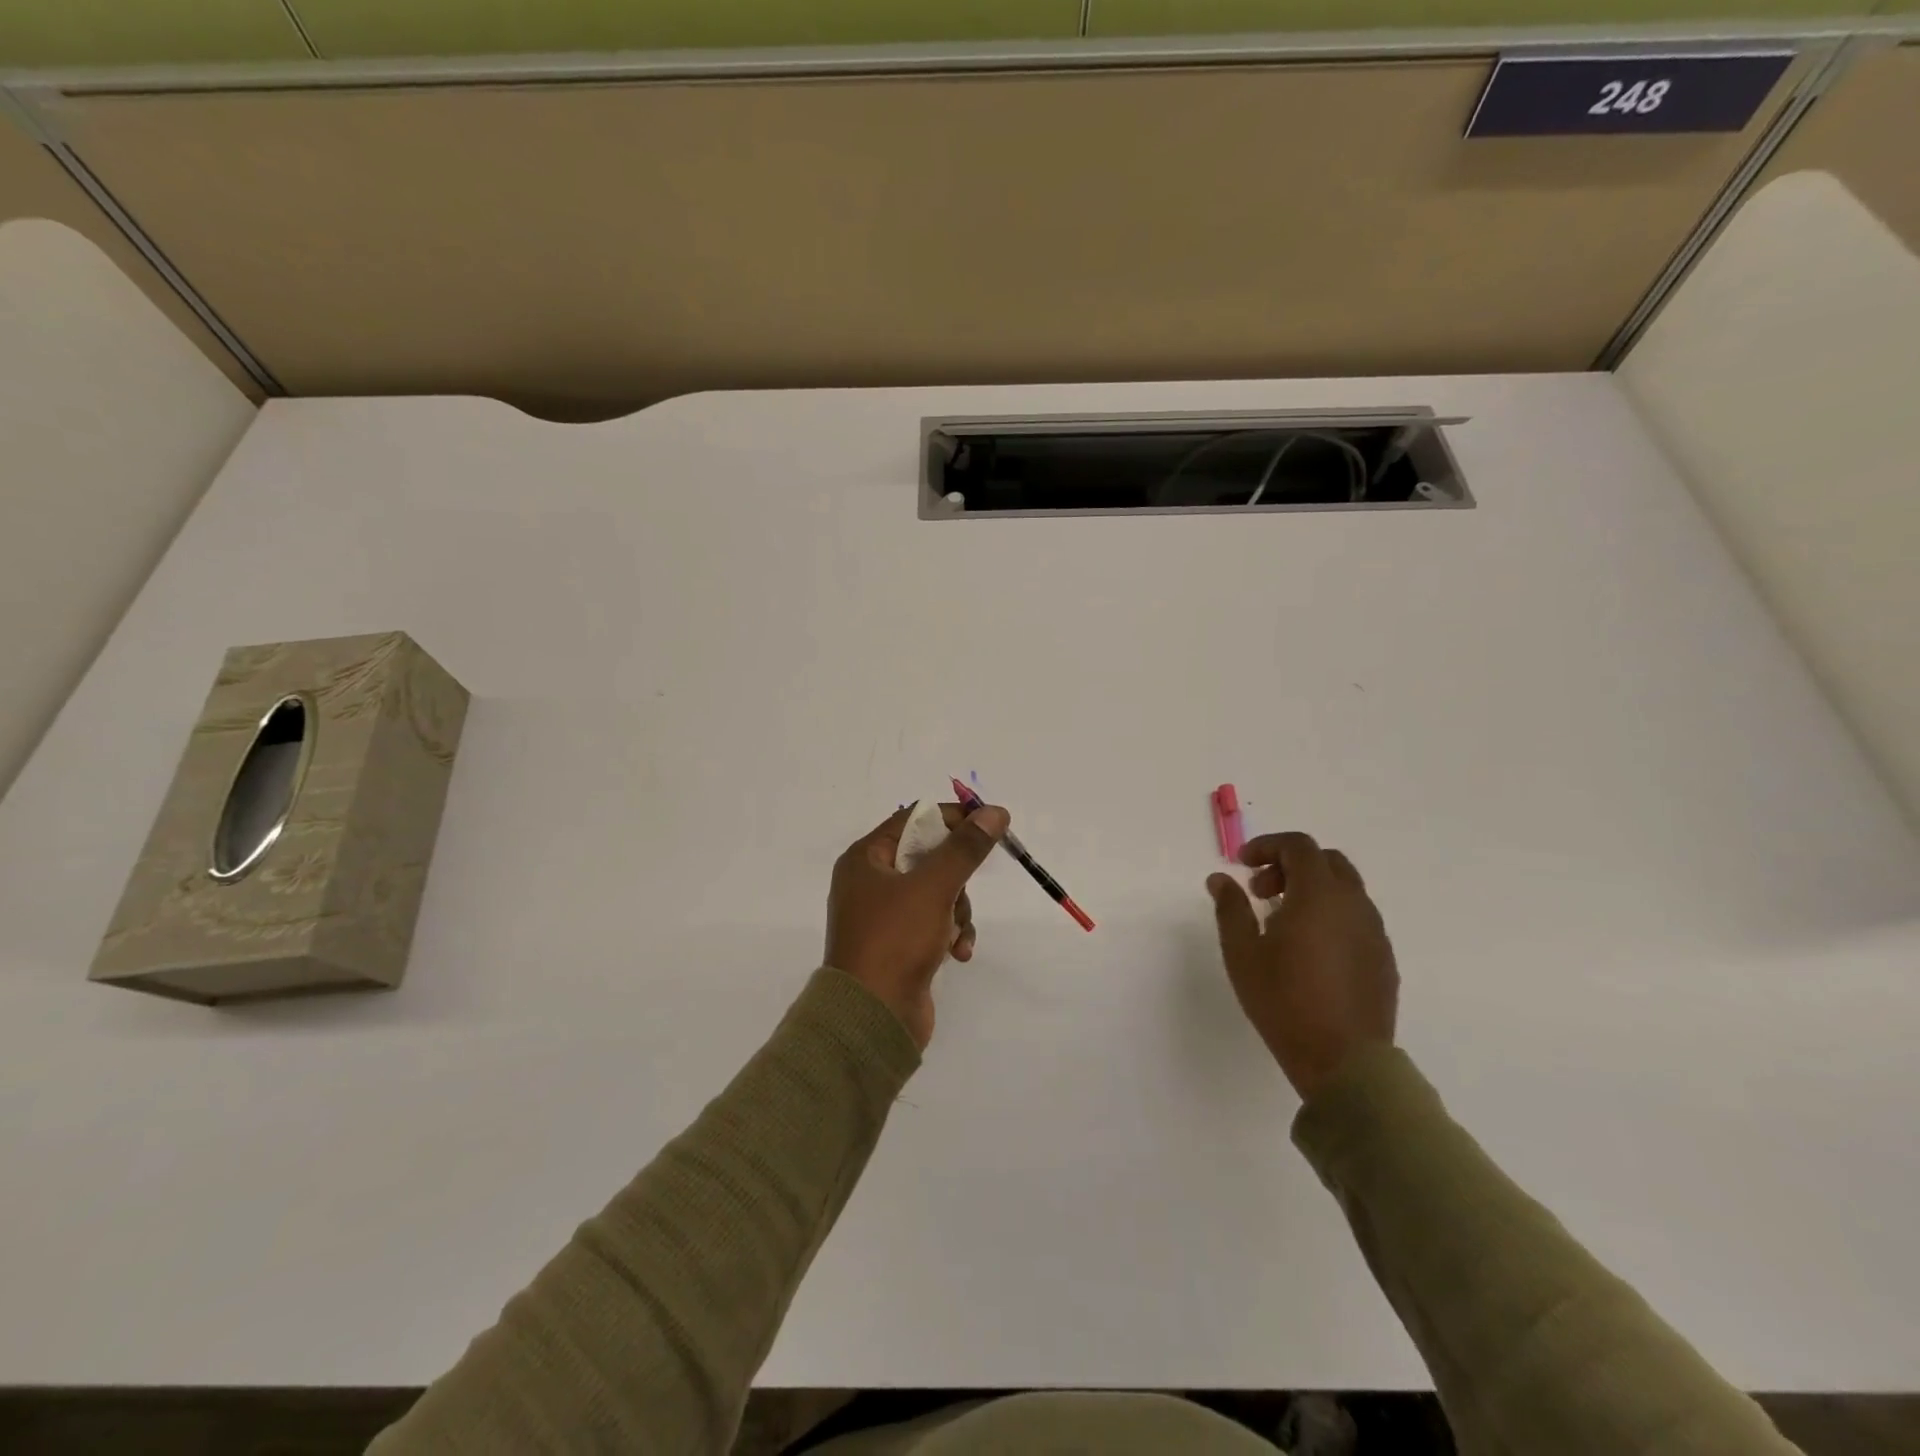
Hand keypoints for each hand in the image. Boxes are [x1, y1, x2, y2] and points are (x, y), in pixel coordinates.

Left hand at [824, 801, 1009, 1048]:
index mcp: (865, 859)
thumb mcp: (934, 887)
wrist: (872, 1018)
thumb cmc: (895, 940)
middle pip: (929, 858)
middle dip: (956, 879)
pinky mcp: (899, 945)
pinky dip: (950, 933)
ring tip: (955, 935)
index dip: (952, 819)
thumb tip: (995, 812)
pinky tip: (957, 953)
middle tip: (960, 893)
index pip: (913, 820)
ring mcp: (884, 916)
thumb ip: (965, 848)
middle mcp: (870, 882)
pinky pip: (934, 923)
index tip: (989, 826)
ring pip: (938, 892)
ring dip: (957, 911)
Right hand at [1207, 832, 1398, 1100]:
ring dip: (1312, 890)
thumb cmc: (1284, 1001)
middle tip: (1261, 892)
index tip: (1242, 865)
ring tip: (1282, 923)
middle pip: (1326, 861)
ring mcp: (1374, 931)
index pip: (1298, 846)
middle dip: (1290, 865)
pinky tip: (1310, 949)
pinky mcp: (1384, 958)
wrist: (1344, 1062)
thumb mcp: (1242, 953)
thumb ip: (1231, 908)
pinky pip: (1356, 918)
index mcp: (1319, 895)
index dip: (1267, 846)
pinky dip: (1331, 915)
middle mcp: (1353, 904)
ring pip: (1345, 889)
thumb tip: (1221, 879)